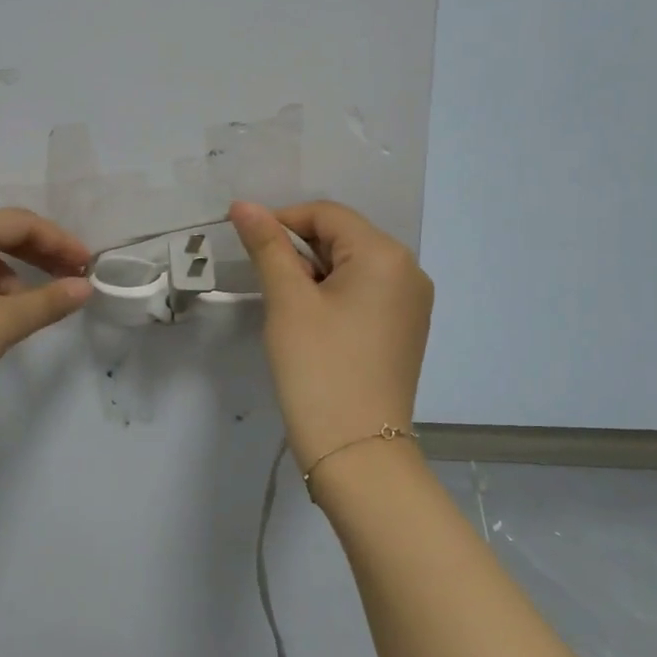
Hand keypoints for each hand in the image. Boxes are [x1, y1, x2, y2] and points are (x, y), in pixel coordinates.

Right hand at [229, 199, 433, 474]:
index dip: (283, 221)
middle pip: (343, 238)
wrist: (356, 451)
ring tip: (286, 308)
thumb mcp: (288, 301)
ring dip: (313, 275)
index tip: (247, 245)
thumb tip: (244, 205)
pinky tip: (311, 325)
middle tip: (266, 283)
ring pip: (352, 267)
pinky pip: (365, 294)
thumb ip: (267, 246)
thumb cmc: (318, 367)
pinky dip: (333, 296)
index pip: (327, 214)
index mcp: (386, 255)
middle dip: (299, 251)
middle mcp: (409, 271)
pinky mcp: (404, 331)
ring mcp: (412, 304)